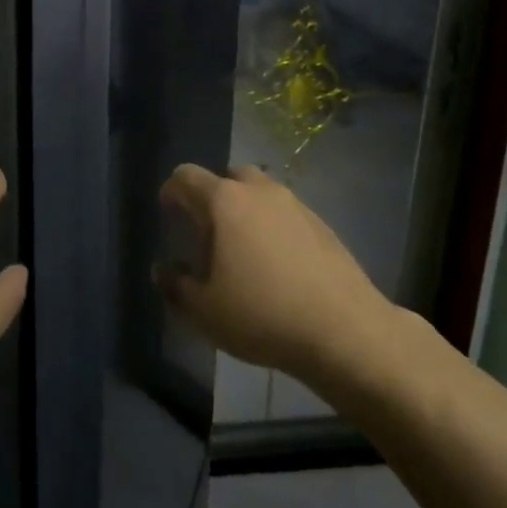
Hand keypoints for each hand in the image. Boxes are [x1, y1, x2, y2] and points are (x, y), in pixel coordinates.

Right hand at [155, 164, 389, 382]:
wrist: (345, 330)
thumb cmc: (262, 315)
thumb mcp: (204, 311)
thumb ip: (175, 286)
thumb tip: (161, 270)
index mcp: (225, 202)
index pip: (187, 176)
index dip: (172, 190)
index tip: (168, 212)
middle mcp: (260, 192)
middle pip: (229, 177)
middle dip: (213, 196)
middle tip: (207, 231)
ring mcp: (296, 205)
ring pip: (261, 194)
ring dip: (246, 211)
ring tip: (243, 250)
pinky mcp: (323, 226)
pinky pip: (286, 214)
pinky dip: (274, 227)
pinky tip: (277, 264)